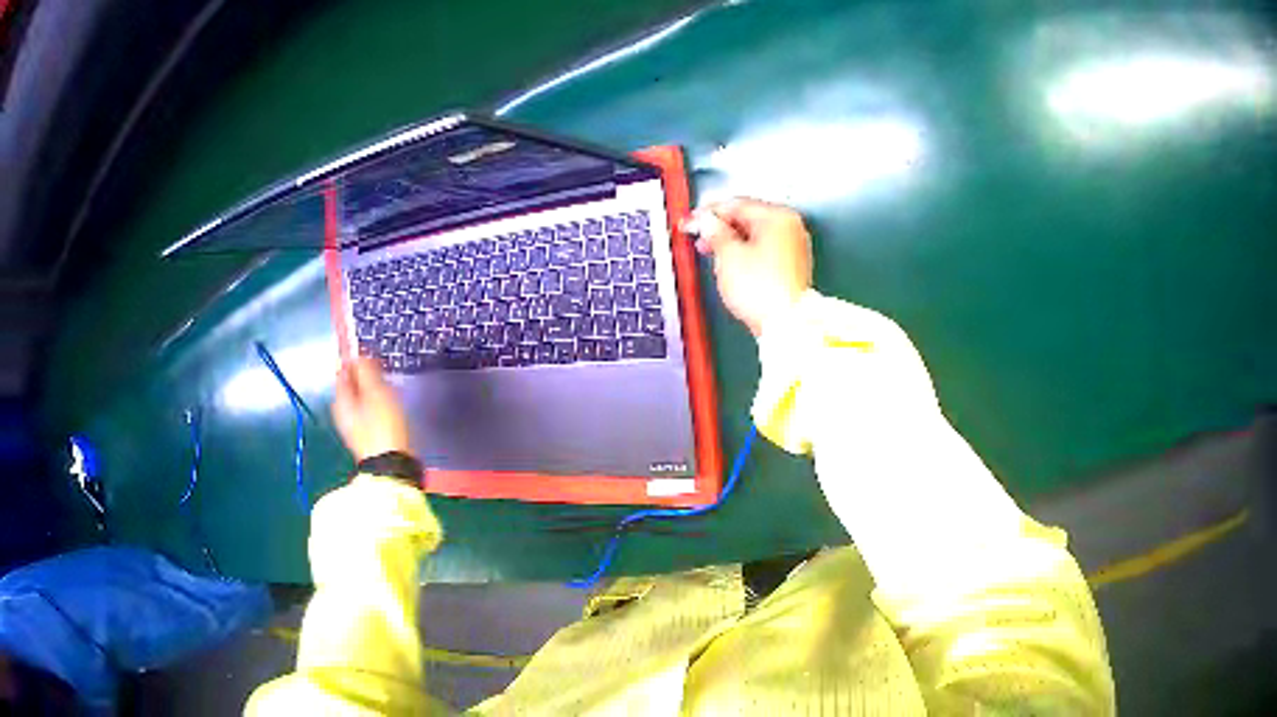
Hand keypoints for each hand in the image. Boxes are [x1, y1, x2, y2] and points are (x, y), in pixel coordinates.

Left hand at [332, 357, 412, 462]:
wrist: (392, 466)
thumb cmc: (383, 427)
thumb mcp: (376, 393)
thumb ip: (366, 371)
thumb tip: (359, 355)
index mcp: (340, 400)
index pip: (343, 370)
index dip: (355, 359)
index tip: (371, 354)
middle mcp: (342, 412)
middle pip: (350, 385)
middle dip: (363, 375)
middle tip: (381, 371)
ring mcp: (353, 426)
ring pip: (359, 398)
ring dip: (371, 390)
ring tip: (388, 387)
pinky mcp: (365, 436)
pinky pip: (367, 411)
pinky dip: (375, 404)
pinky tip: (388, 407)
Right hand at [684, 197, 812, 336]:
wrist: (786, 324)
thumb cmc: (763, 289)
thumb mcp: (727, 254)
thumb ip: (713, 231)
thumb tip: (706, 222)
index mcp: (777, 216)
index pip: (735, 204)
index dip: (707, 213)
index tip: (691, 221)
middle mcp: (791, 228)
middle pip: (747, 218)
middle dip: (720, 228)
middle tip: (699, 237)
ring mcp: (795, 248)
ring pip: (756, 235)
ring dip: (732, 242)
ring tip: (713, 254)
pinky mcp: (792, 268)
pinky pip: (765, 251)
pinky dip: (747, 254)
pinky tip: (732, 265)